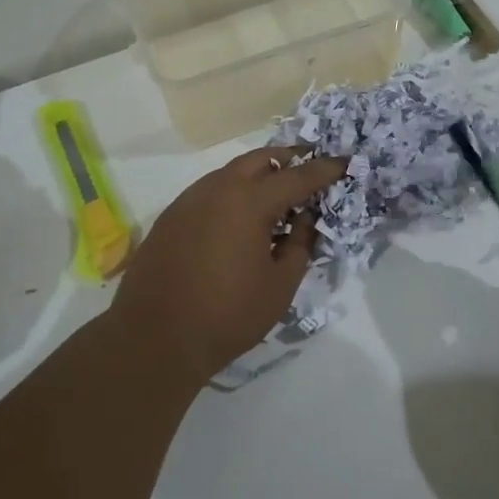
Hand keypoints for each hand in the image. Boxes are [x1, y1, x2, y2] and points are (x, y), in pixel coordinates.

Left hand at [108, 145, 347, 381]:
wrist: (154, 339)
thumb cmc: (227, 316)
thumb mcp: (279, 286)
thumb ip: (299, 246)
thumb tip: (305, 220)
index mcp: (249, 203)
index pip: (297, 177)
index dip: (324, 170)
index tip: (344, 162)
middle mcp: (217, 190)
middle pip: (259, 159)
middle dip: (288, 158)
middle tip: (309, 165)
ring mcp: (188, 201)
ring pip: (230, 172)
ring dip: (257, 174)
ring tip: (276, 192)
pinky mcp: (170, 217)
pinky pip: (209, 191)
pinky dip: (233, 192)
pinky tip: (240, 216)